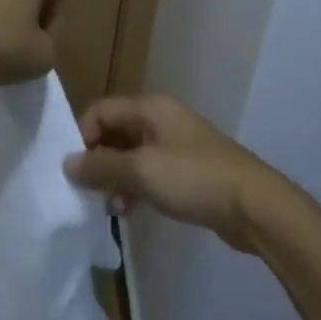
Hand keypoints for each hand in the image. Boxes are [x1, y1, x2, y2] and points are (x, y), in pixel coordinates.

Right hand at [63, 95, 284, 252]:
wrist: (252, 204)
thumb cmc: (194, 178)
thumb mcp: (142, 171)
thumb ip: (102, 166)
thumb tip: (68, 163)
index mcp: (150, 108)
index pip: (101, 110)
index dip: (82, 135)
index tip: (73, 169)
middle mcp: (160, 119)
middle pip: (115, 131)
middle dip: (97, 159)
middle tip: (85, 191)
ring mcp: (175, 145)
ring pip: (131, 155)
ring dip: (115, 177)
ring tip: (107, 206)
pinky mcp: (186, 171)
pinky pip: (149, 172)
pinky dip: (134, 187)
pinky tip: (128, 211)